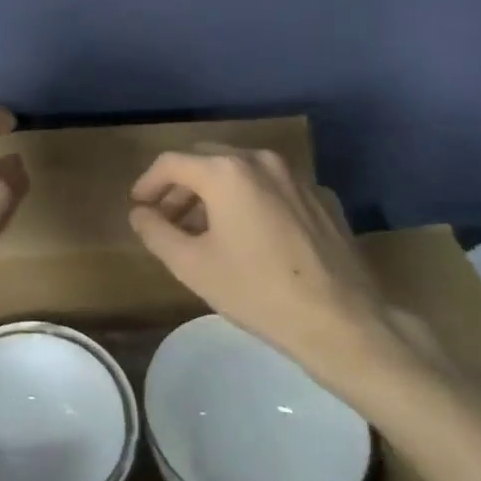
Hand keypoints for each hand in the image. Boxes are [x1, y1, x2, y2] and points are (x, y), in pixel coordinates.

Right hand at [128, 144, 395, 364]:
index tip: (139, 206)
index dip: (148, 182)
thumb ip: (156, 232)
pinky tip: (250, 235)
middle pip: (207, 159)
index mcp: (226, 172)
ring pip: (241, 170)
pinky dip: (250, 199)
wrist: (341, 321)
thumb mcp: (192, 266)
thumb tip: (140, 213)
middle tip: (167, 217)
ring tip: (204, 228)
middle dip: (181, 184)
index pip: (171, 162)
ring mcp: (296, 176)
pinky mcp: (320, 197)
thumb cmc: (256, 292)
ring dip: (214, 191)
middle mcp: (260, 160)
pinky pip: (272, 187)